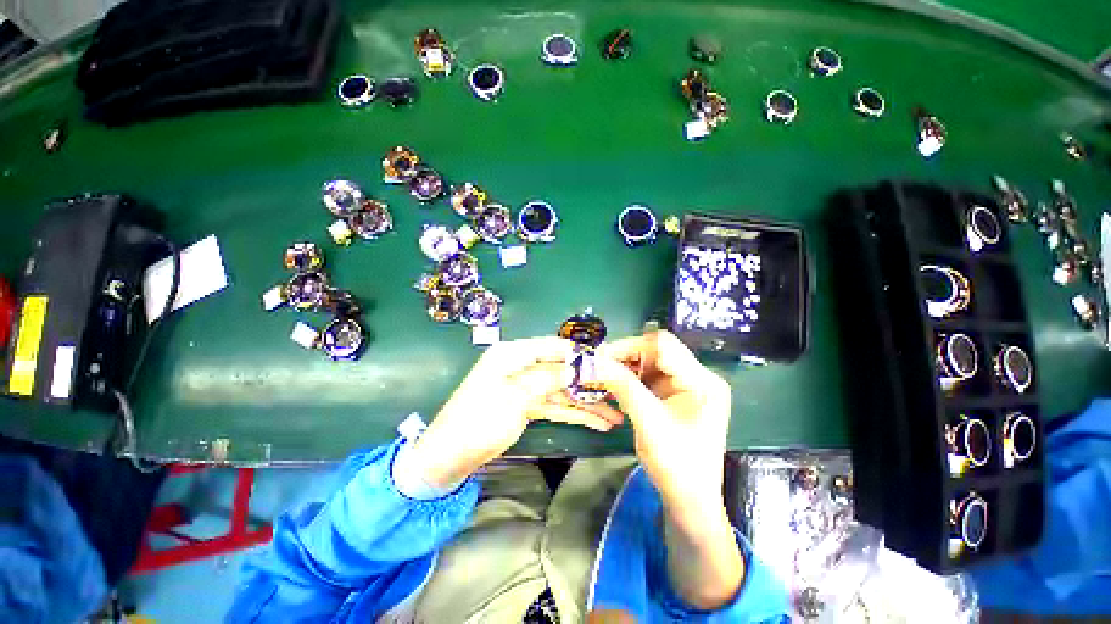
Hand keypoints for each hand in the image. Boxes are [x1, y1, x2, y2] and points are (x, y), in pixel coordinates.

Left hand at [409, 337, 623, 487]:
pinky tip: (595, 422)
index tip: (606, 362)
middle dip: (587, 383)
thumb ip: (547, 378)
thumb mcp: (514, 396)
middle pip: (561, 370)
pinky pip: (554, 405)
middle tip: (617, 392)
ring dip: (585, 403)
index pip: (552, 346)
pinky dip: (573, 413)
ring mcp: (525, 387)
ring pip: (561, 390)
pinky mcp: (526, 406)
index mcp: (512, 354)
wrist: (447, 458)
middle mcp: (521, 366)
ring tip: (614, 416)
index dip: (579, 353)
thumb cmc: (477, 421)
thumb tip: (577, 366)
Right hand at [595, 330, 731, 513]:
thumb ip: (624, 388)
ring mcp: (686, 385)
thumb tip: (596, 361)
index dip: (631, 346)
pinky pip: (649, 376)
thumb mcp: (649, 424)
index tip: (602, 355)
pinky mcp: (675, 394)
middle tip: (598, 364)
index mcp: (702, 381)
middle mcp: (697, 377)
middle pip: (657, 351)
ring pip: (650, 362)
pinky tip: (614, 384)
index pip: (664, 346)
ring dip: (625, 366)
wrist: (691, 500)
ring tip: (602, 373)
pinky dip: (630, 377)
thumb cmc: (677, 466)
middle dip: (626, 356)